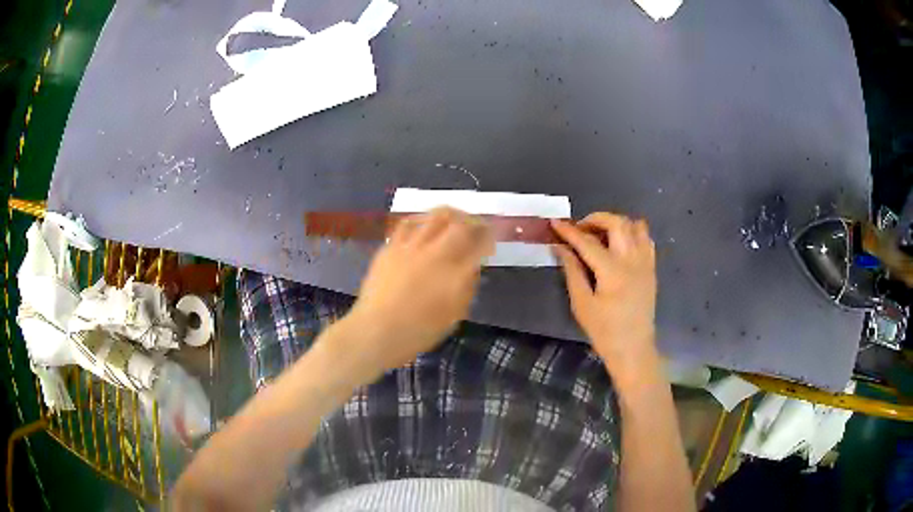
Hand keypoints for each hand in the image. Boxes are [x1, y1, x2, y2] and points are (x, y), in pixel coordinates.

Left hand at [341, 207, 494, 370]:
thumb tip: (471, 267)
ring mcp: (411, 247)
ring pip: (435, 216)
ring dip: (451, 214)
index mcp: (455, 276)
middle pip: (460, 224)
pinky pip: (409, 223)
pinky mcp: (391, 247)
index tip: (490, 240)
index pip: (479, 245)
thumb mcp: (454, 316)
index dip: (489, 238)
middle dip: (474, 221)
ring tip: (454, 219)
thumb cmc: (418, 332)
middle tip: (476, 226)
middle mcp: (435, 255)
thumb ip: (467, 288)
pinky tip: (425, 225)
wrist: (376, 331)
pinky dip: (422, 220)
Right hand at [551, 213, 658, 380]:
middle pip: (617, 223)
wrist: (633, 348)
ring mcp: (645, 262)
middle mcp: (632, 260)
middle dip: (595, 219)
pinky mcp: (651, 268)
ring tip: (601, 234)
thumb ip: (572, 271)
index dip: (569, 231)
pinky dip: (632, 233)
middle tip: (580, 229)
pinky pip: (646, 238)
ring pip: (635, 225)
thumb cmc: (604, 331)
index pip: (587, 242)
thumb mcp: (582, 304)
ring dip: (616, 223)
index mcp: (612, 271)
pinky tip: (620, 244)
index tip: (554, 222)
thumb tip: (560, 247)